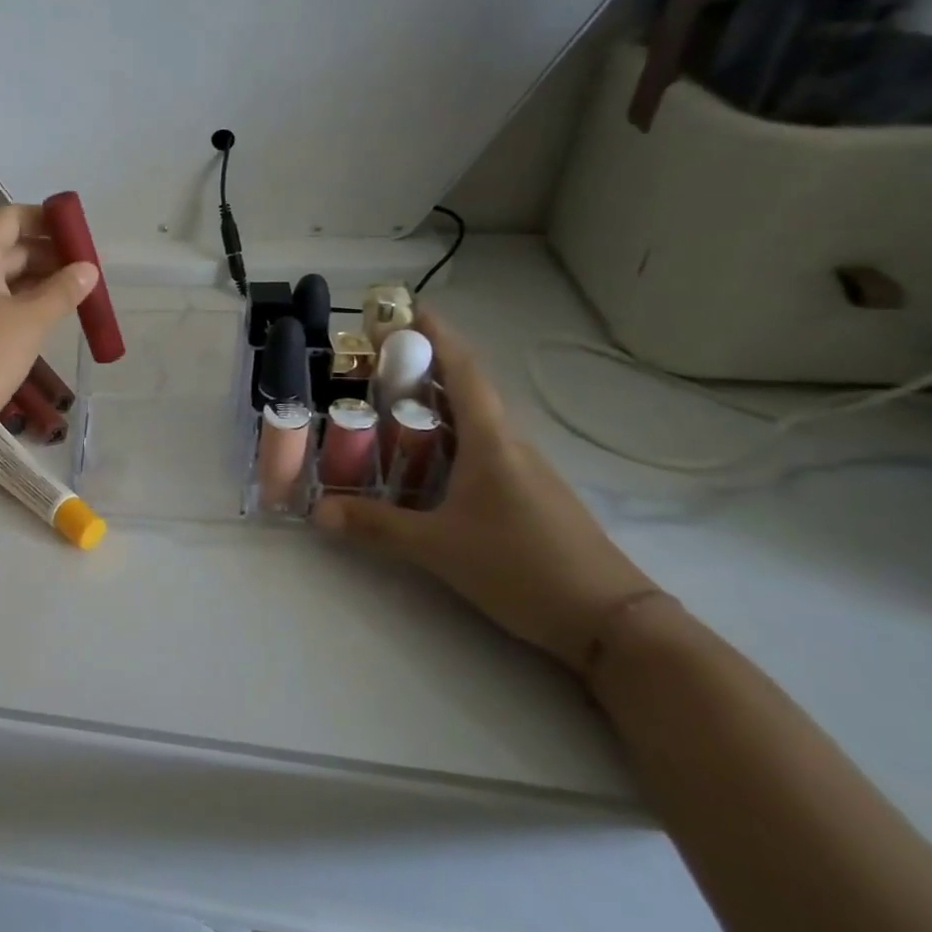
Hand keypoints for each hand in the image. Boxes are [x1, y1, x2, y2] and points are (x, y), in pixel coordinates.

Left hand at [0, 205, 97, 441]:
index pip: (10, 218)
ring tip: (79, 296)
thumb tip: (88, 269)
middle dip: (50, 254)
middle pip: (10, 247)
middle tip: (88, 272)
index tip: (79, 236)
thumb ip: (63, 291)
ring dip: (41, 282)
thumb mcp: (31, 321)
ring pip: (6, 279)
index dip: (45, 219)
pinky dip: (26, 306)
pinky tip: (51, 320)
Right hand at [313, 315, 655, 669]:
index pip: (463, 371)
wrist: (613, 623)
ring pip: (474, 420)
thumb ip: (376, 527)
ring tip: (387, 402)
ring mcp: (524, 471)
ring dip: (435, 402)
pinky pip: (481, 447)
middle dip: (424, 366)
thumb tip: (317, 512)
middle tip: (375, 360)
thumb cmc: (524, 568)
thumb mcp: (439, 549)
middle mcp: (510, 445)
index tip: (407, 307)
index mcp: (491, 442)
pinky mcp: (529, 495)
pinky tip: (424, 459)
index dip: (436, 335)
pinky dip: (448, 436)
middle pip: (466, 389)